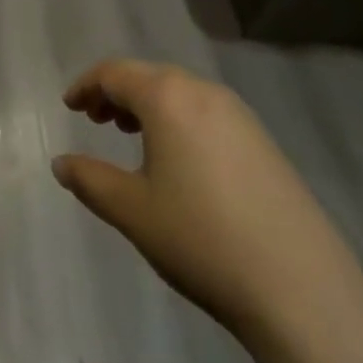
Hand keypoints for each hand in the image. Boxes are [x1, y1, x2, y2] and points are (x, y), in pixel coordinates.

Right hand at [53, 59, 362, 338]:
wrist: (302, 290)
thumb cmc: (202, 240)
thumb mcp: (132, 211)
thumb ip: (90, 180)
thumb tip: (61, 163)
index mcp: (168, 97)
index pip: (115, 73)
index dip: (86, 85)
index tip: (69, 107)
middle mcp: (204, 93)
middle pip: (149, 77)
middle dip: (117, 93)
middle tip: (95, 120)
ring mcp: (240, 116)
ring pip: (181, 93)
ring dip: (149, 106)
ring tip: (132, 136)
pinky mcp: (264, 143)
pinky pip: (207, 113)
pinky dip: (179, 121)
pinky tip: (179, 160)